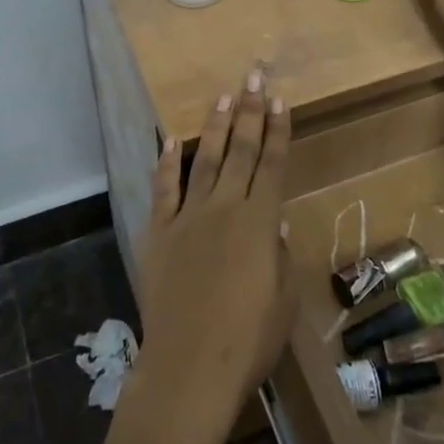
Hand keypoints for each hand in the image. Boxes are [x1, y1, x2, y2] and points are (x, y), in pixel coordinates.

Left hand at [134, 67, 295, 439]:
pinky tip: (169, 141)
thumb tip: (275, 222)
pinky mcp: (159, 233)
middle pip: (240, 151)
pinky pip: (163, 190)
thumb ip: (281, 255)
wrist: (190, 367)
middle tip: (253, 77)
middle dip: (249, 112)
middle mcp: (224, 208)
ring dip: (214, 126)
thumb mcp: (283, 300)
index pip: (273, 165)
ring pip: (203, 160)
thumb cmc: (249, 340)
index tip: (280, 100)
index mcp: (260, 222)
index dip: (278, 131)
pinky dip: (166, 163)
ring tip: (222, 96)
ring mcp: (188, 218)